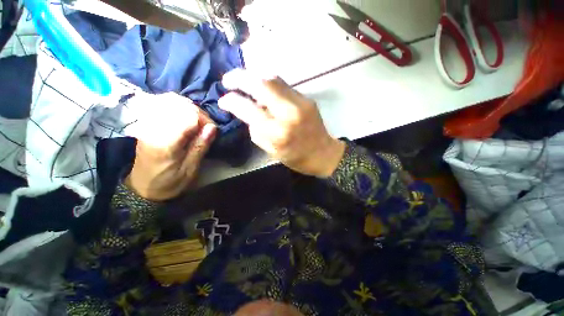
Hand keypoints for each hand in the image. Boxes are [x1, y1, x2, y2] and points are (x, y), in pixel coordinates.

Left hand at [126, 94, 216, 200]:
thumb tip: (212, 128)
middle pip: (179, 104)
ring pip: (170, 100)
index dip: (205, 119)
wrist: (142, 188)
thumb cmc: (169, 182)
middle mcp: (153, 128)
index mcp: (165, 142)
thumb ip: (200, 147)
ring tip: (197, 121)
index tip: (212, 130)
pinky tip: (184, 115)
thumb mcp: (190, 170)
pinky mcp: (146, 123)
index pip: (188, 116)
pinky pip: (162, 103)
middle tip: (206, 126)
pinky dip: (177, 105)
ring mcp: (147, 123)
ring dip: (189, 108)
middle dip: (198, 112)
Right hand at [219, 69, 344, 176]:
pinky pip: (283, 85)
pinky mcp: (306, 98)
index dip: (231, 101)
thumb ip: (256, 130)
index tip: (223, 100)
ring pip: (273, 78)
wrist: (323, 153)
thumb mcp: (270, 150)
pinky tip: (263, 89)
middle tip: (227, 80)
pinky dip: (268, 84)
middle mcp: (289, 113)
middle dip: (239, 77)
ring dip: (254, 76)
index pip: (248, 109)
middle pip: (261, 84)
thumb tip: (245, 111)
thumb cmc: (296, 157)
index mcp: (277, 132)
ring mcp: (300, 102)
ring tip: (244, 81)